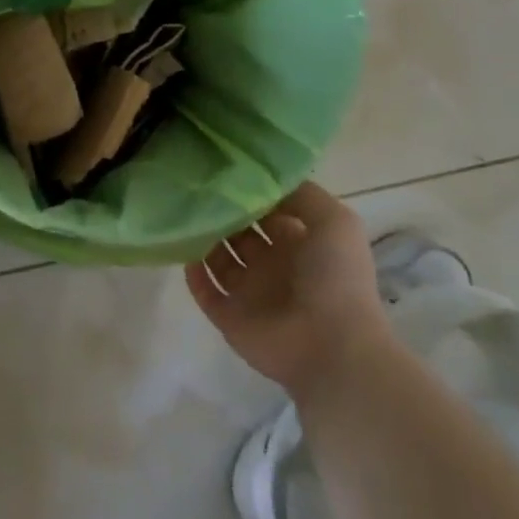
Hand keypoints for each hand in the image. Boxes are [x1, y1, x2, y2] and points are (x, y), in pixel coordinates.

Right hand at [185, 182, 395, 397]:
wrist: (333, 348)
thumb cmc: (335, 278)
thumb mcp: (334, 221)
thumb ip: (301, 194)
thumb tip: (263, 179)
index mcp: (298, 243)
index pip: (267, 211)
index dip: (249, 192)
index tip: (223, 170)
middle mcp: (272, 265)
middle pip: (238, 232)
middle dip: (221, 212)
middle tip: (194, 187)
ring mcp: (250, 293)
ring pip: (218, 259)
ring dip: (203, 238)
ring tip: (183, 213)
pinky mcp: (229, 317)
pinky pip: (204, 291)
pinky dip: (193, 272)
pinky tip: (183, 249)